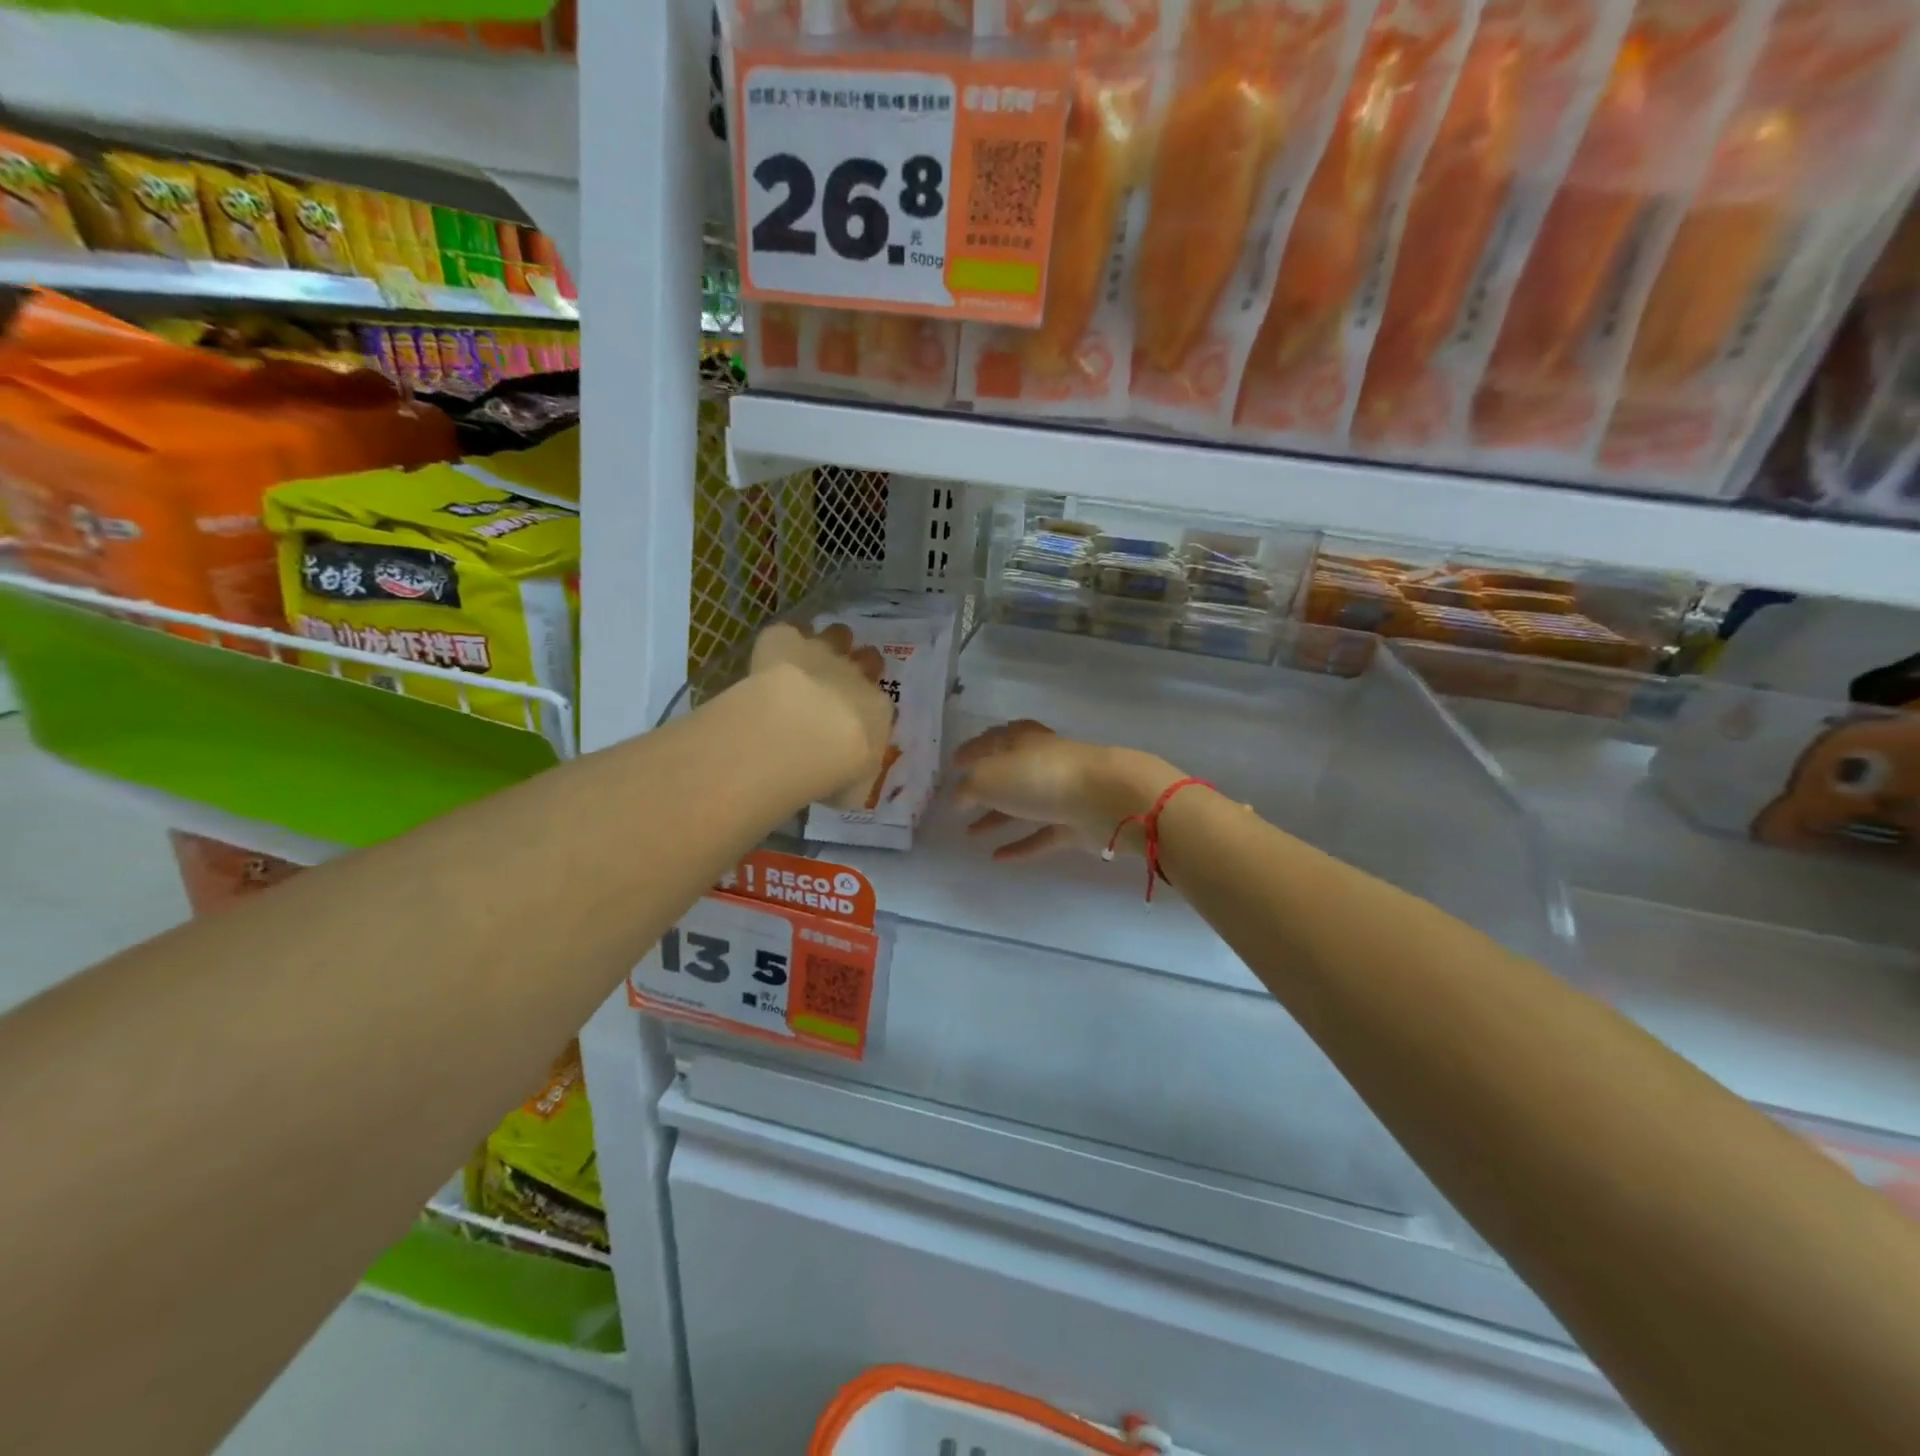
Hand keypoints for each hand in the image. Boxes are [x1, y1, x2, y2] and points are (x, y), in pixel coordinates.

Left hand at [750, 622, 894, 807]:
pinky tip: (775, 651)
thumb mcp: (854, 789)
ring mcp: (822, 653)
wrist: (801, 734)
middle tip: (841, 683)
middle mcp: (856, 676)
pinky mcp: (786, 640)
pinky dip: (784, 638)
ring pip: (837, 634)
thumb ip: (856, 779)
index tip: (856, 723)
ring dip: (829, 642)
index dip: (870, 709)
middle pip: (869, 659)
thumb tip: (851, 782)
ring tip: (812, 656)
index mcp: (879, 711)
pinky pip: (788, 630)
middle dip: (860, 666)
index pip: (883, 704)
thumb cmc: (836, 770)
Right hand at [952, 720, 1183, 861]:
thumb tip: (957, 798)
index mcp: (1022, 740)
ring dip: (997, 818)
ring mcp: (1061, 793)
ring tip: (970, 834)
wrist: (1106, 799)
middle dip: (984, 786)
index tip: (953, 764)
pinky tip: (997, 858)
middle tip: (961, 801)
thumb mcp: (989, 778)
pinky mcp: (1075, 823)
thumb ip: (968, 789)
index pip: (992, 740)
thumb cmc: (1040, 777)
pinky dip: (1021, 845)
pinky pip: (1042, 835)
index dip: (971, 751)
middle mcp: (1042, 762)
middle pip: (1009, 772)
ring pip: (1023, 805)